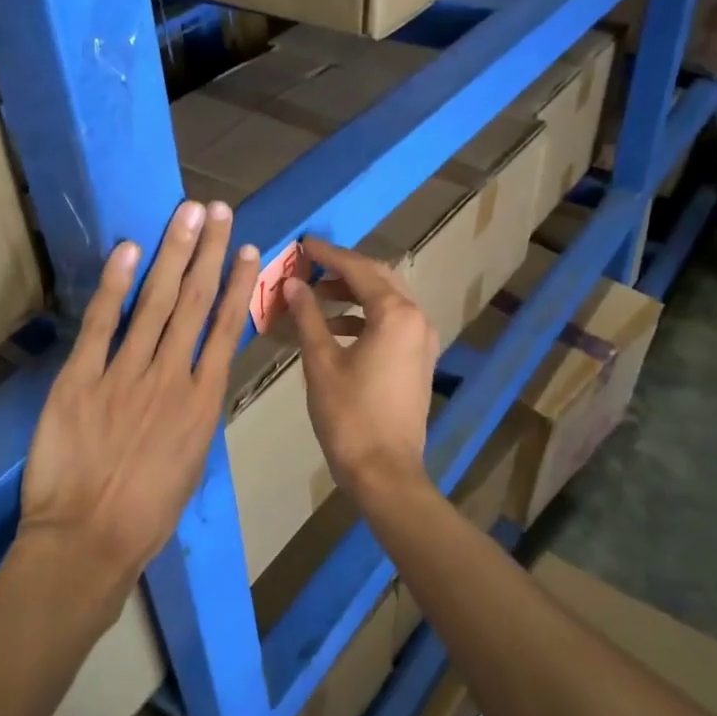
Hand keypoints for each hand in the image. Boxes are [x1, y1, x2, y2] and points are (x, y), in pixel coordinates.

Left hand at [18, 200, 258, 606]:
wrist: (87, 543)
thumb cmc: (146, 515)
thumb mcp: (190, 464)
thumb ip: (195, 414)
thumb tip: (196, 377)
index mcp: (202, 403)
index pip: (225, 329)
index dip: (236, 284)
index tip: (247, 248)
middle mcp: (170, 378)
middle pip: (193, 303)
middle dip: (207, 252)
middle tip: (217, 210)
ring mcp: (125, 375)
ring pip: (154, 303)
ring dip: (172, 254)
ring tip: (186, 215)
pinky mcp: (80, 379)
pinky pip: (102, 324)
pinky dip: (115, 284)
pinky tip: (129, 250)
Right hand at [284, 236, 437, 495]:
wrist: (384, 471)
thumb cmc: (349, 415)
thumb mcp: (321, 361)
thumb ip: (308, 316)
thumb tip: (293, 284)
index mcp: (396, 314)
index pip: (358, 269)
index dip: (328, 254)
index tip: (304, 244)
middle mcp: (417, 318)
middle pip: (378, 278)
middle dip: (343, 269)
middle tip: (310, 265)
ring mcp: (423, 340)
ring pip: (387, 300)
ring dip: (353, 293)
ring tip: (315, 296)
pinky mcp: (419, 360)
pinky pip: (392, 322)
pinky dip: (364, 317)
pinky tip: (334, 328)